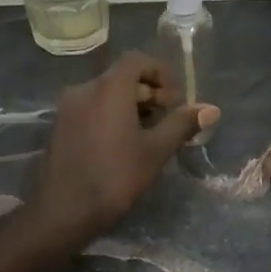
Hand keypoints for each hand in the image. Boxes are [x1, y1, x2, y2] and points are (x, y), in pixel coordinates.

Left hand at [28, 51, 218, 243]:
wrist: (63, 211)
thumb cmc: (115, 177)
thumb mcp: (155, 151)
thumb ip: (181, 124)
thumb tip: (211, 109)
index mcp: (108, 88)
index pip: (138, 60)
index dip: (161, 73)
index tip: (177, 99)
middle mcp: (84, 89)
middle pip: (122, 77)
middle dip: (149, 93)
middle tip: (168, 120)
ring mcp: (67, 108)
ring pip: (105, 94)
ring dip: (131, 106)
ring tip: (149, 135)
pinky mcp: (59, 127)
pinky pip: (91, 109)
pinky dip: (110, 116)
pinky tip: (123, 145)